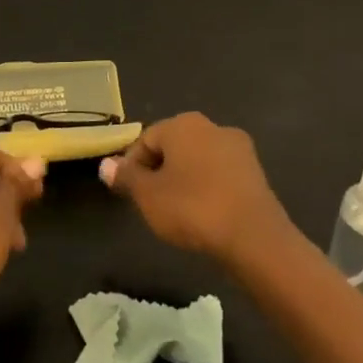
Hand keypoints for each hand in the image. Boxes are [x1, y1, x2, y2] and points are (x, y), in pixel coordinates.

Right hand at [100, 113, 294, 265]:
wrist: (254, 237)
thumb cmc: (192, 208)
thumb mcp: (148, 196)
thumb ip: (126, 177)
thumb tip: (106, 164)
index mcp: (183, 124)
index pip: (146, 139)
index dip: (132, 166)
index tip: (128, 194)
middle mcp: (213, 127)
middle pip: (173, 147)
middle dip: (159, 172)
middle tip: (150, 203)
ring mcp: (239, 149)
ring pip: (198, 161)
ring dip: (184, 180)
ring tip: (176, 212)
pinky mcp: (256, 173)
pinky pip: (220, 175)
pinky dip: (207, 189)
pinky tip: (203, 214)